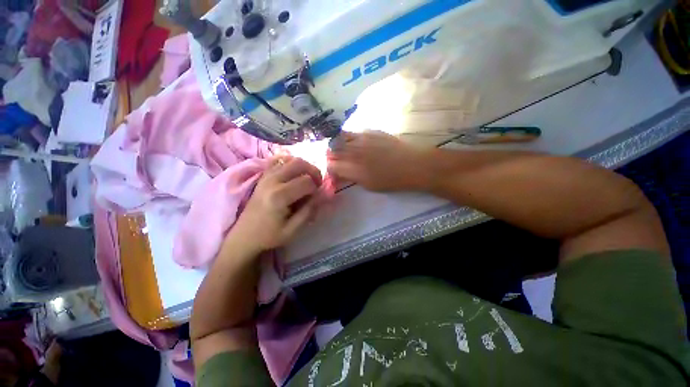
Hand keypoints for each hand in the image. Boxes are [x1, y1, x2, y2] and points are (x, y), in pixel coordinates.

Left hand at [231, 156, 321, 252]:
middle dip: (313, 171)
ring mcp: (266, 176)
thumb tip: (324, 195)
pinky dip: (290, 163)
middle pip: (299, 163)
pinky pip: (279, 160)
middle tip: (318, 183)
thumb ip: (309, 211)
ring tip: (308, 179)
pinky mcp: (263, 176)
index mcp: (279, 196)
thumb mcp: (293, 230)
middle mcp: (272, 181)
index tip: (317, 197)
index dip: (317, 188)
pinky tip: (295, 173)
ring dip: (304, 166)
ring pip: (290, 159)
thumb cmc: (269, 235)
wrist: (244, 235)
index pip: (307, 182)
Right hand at [328, 131, 430, 191]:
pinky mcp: (371, 131)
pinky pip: (353, 132)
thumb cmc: (391, 180)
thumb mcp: (368, 185)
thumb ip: (351, 176)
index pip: (331, 165)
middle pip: (332, 149)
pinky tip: (356, 143)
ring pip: (340, 137)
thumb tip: (340, 171)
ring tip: (343, 149)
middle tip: (336, 159)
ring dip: (338, 143)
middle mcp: (354, 151)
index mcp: (353, 168)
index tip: (334, 170)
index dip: (330, 167)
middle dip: (331, 154)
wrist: (412, 164)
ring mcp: (362, 138)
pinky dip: (350, 137)